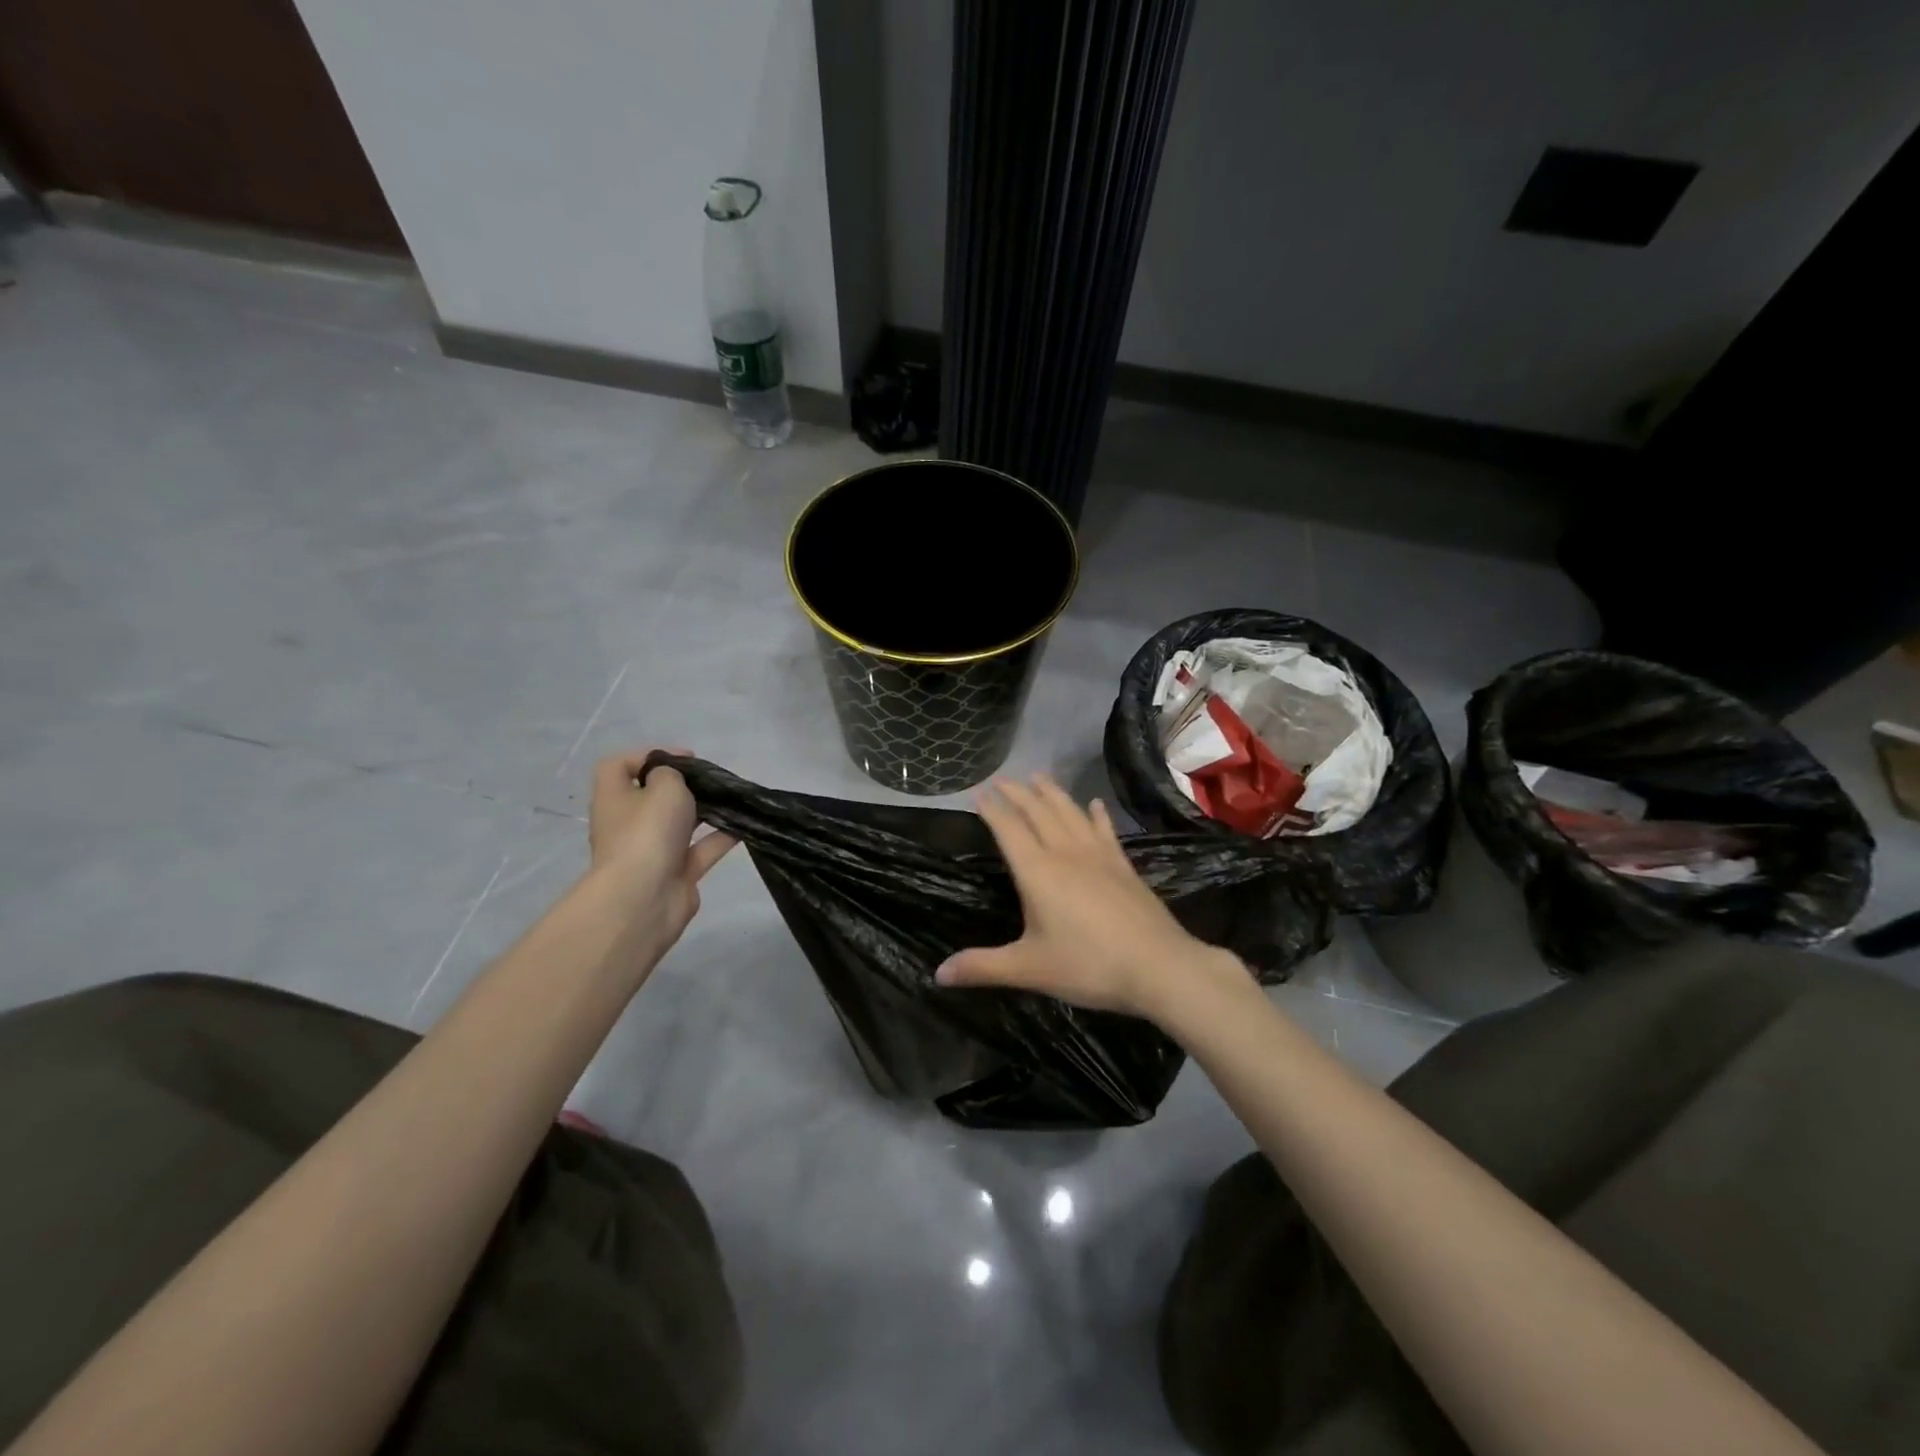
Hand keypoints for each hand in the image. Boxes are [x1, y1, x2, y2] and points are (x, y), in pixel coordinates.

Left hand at [588, 750, 736, 951]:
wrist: (645, 899)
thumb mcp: (663, 786)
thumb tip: (672, 781)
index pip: (619, 766)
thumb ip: (671, 775)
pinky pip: (701, 849)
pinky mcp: (676, 873)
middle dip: (683, 786)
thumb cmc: (647, 832)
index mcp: (614, 798)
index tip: (685, 758)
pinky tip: (744, 825)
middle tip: (712, 779)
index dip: (648, 755)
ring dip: (705, 811)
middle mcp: (629, 824)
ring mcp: (652, 851)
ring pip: (680, 824)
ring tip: (733, 798)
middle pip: (653, 796)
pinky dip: (721, 837)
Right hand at [936, 775, 1242, 1021]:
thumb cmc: (1088, 966)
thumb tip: (938, 974)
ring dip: (1052, 793)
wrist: (1159, 966)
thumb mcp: (1029, 969)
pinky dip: (1096, 815)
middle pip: (1038, 812)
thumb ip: (983, 966)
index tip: (980, 793)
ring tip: (1039, 777)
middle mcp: (1065, 853)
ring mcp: (1098, 855)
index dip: (993, 809)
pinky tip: (1095, 804)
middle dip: (1018, 793)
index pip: (1009, 829)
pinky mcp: (1123, 865)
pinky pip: (1105, 830)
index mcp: (1038, 872)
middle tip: (1002, 779)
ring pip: (1070, 813)